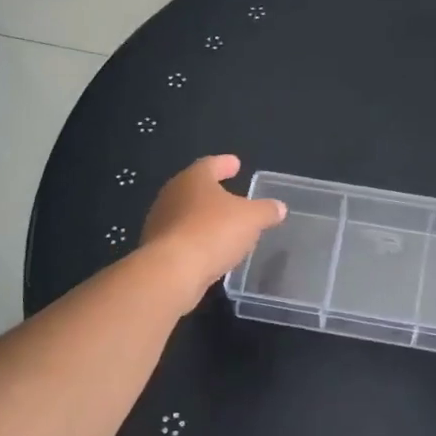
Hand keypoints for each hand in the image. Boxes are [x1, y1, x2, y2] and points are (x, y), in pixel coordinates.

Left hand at [139, 156, 286, 306]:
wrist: (172, 271)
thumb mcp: (252, 219)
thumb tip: (279, 207)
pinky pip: (182, 238)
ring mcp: (160, 222)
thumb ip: (266, 211)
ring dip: (204, 218)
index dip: (225, 164)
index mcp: (193, 179)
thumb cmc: (213, 232)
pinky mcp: (157, 249)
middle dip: (213, 192)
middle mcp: (172, 195)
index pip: (211, 164)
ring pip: (186, 214)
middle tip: (231, 196)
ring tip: (224, 226)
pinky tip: (210, 250)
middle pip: (195, 188)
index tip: (235, 164)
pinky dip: (196, 240)